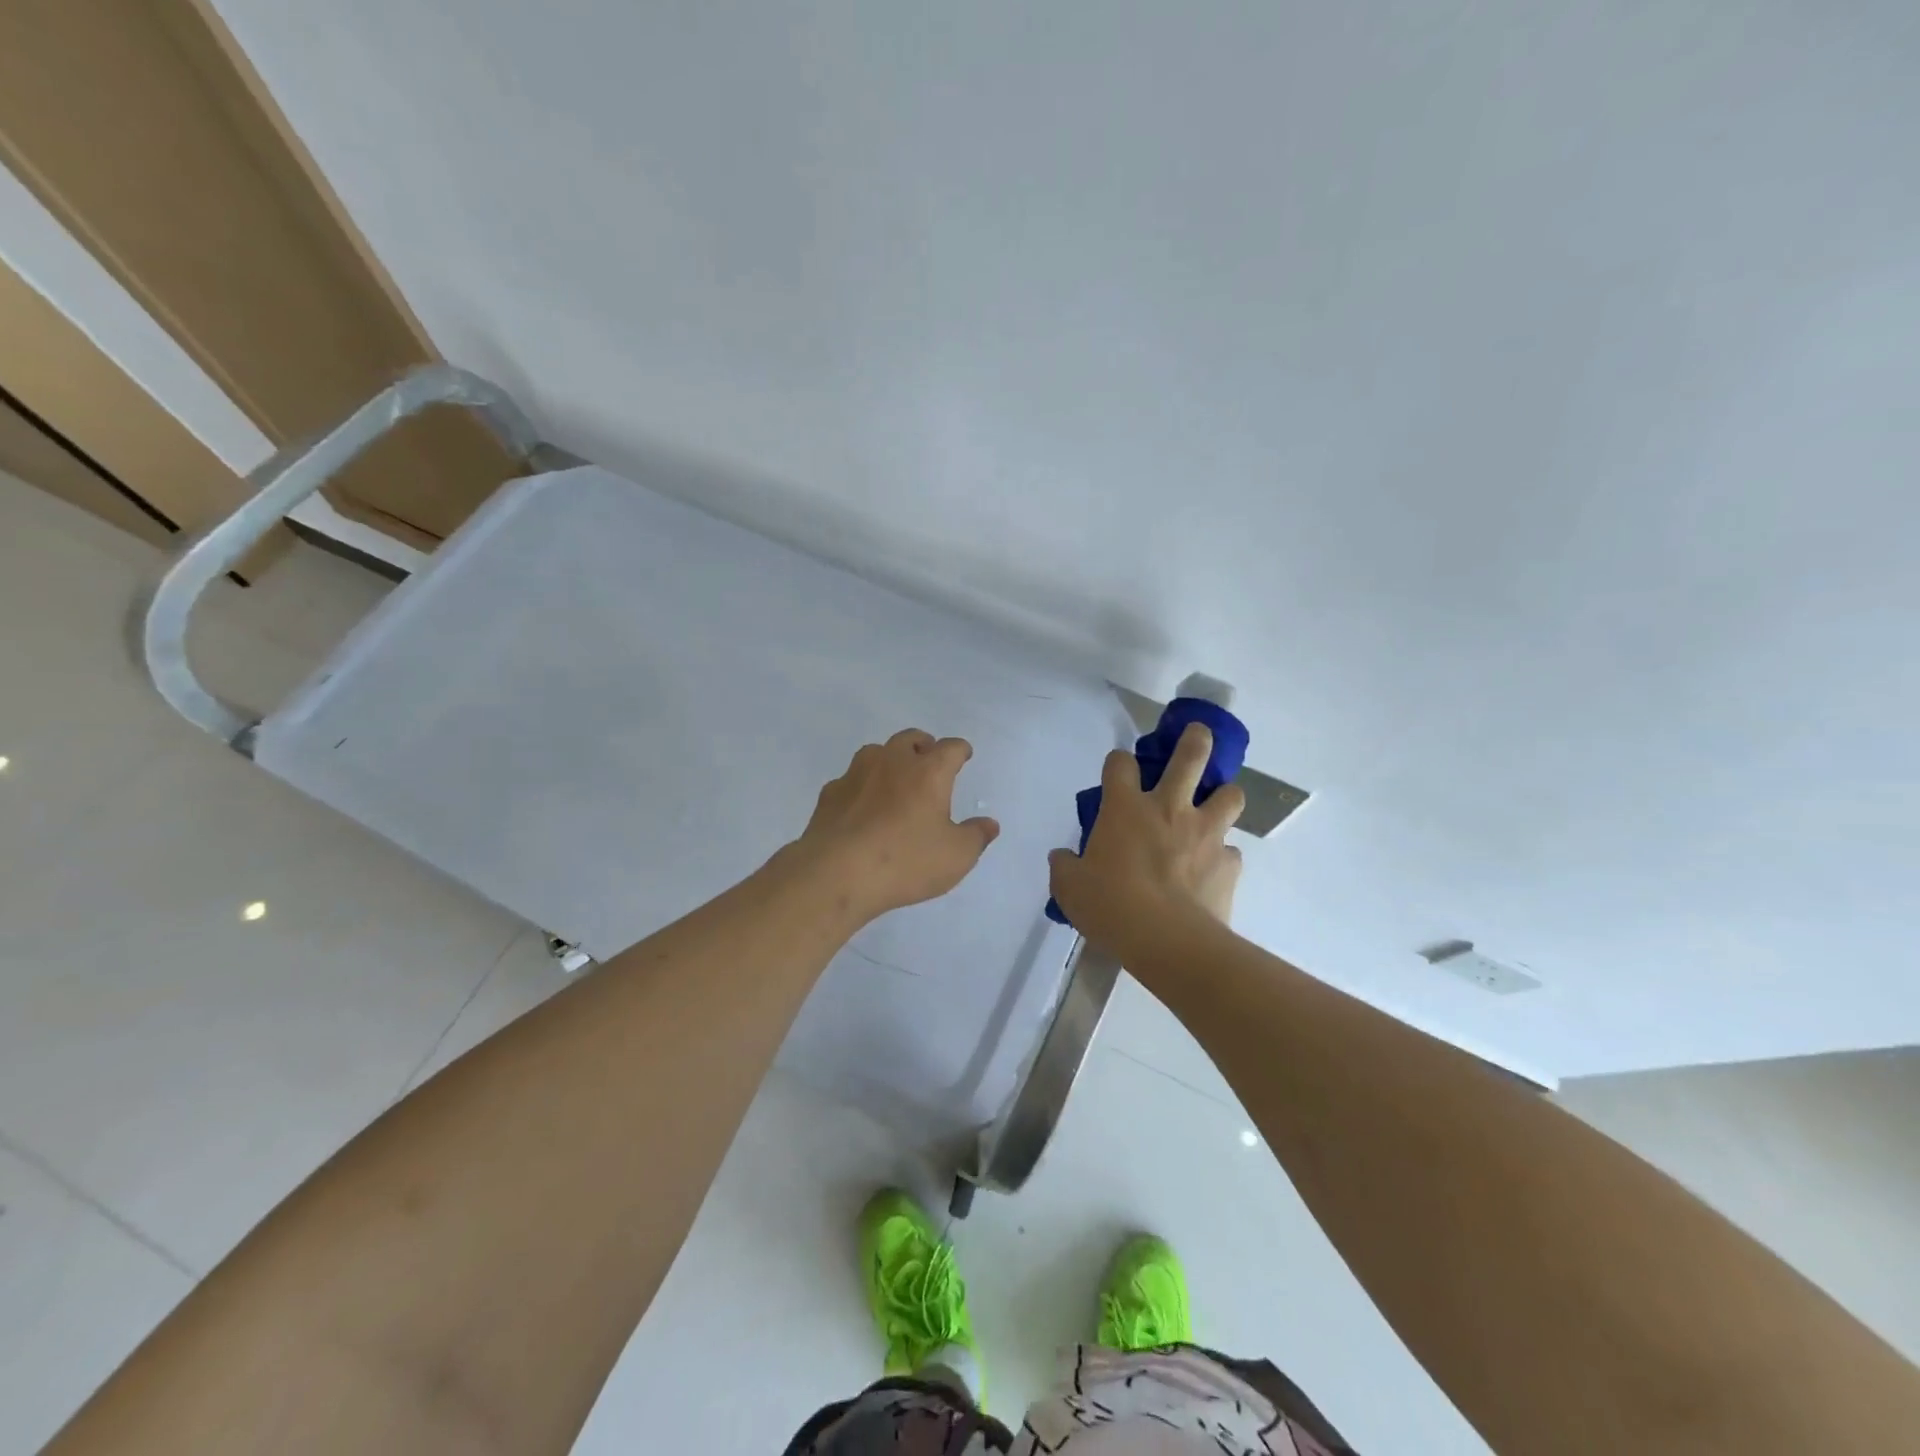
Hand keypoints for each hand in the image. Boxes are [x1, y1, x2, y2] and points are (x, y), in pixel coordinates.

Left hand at [793, 729, 1000, 924]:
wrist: (837, 873)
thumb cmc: (905, 861)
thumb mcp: (956, 857)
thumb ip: (976, 837)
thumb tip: (989, 824)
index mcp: (928, 772)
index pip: (950, 748)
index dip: (960, 750)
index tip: (964, 754)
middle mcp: (892, 762)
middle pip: (910, 739)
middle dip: (923, 745)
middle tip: (929, 759)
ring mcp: (856, 774)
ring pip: (876, 752)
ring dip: (889, 759)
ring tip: (895, 779)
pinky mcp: (830, 794)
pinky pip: (850, 779)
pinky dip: (861, 786)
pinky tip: (861, 805)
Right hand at [1047, 723, 1243, 953]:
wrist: (1167, 942)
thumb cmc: (1110, 906)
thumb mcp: (1069, 888)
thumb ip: (1064, 866)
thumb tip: (1062, 858)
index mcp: (1125, 809)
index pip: (1120, 763)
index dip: (1118, 761)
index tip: (1118, 770)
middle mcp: (1169, 809)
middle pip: (1191, 756)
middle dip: (1196, 740)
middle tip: (1198, 735)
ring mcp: (1205, 834)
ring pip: (1230, 795)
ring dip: (1224, 796)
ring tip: (1216, 807)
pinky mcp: (1230, 864)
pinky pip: (1232, 852)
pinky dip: (1222, 857)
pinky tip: (1212, 872)